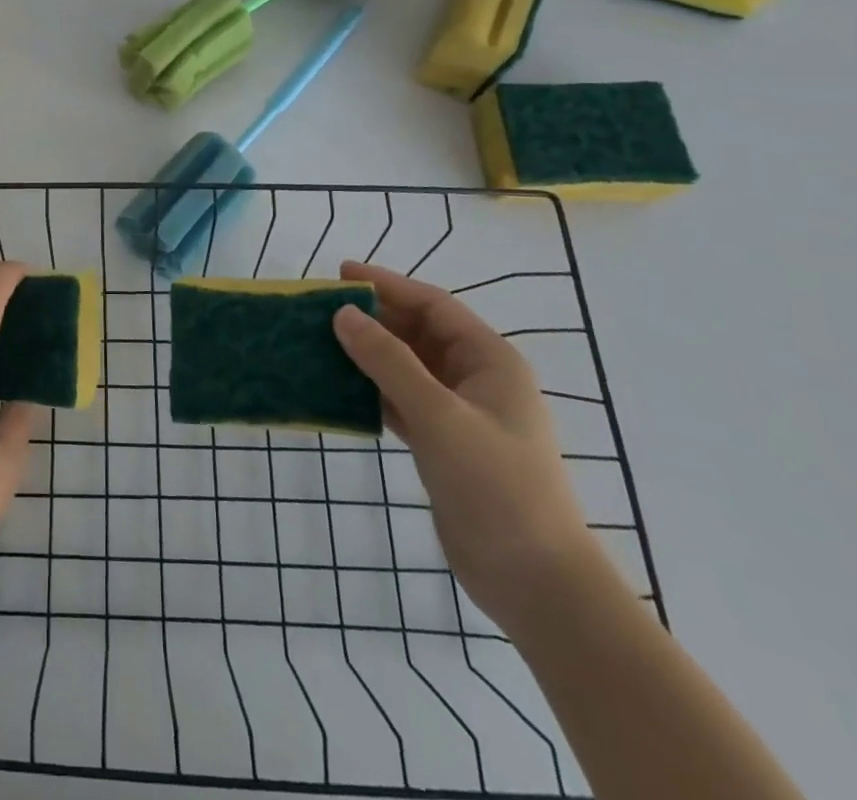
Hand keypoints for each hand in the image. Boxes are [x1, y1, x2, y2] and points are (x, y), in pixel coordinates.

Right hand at [331, 260, 607, 635]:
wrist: (535, 582)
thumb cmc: (496, 485)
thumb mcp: (439, 415)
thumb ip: (388, 361)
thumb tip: (343, 314)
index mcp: (490, 360)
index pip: (433, 305)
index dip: (387, 285)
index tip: (340, 274)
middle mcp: (476, 379)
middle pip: (418, 332)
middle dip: (373, 318)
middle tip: (321, 309)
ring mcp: (460, 414)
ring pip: (406, 367)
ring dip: (367, 354)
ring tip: (320, 342)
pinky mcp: (444, 445)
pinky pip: (400, 400)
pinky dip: (371, 390)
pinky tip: (337, 388)